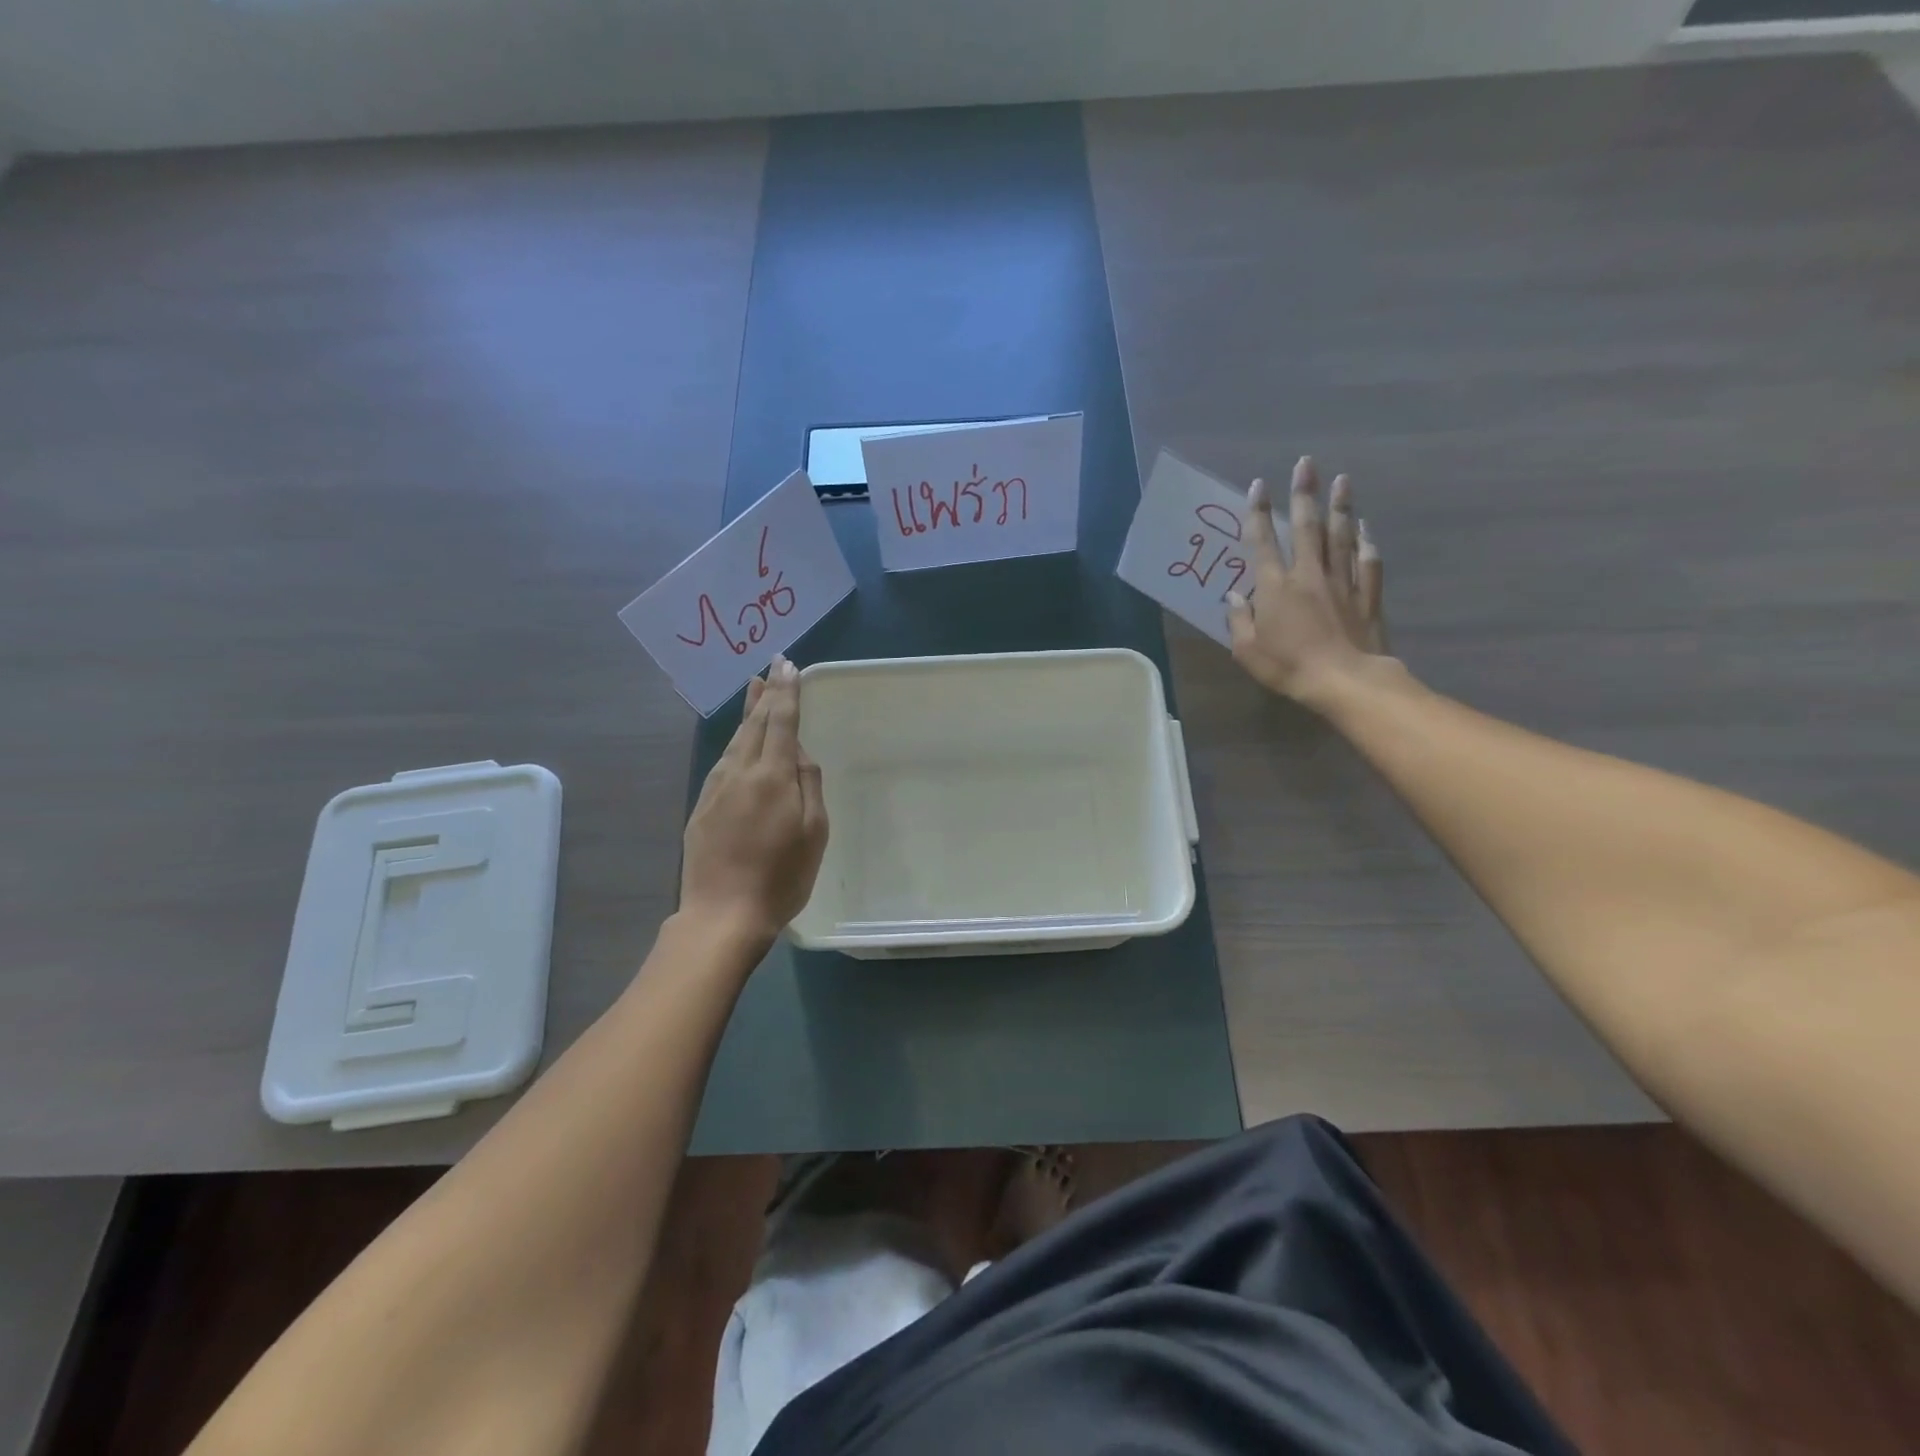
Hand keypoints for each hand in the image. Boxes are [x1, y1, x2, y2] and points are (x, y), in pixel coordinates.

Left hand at [679, 657, 828, 944]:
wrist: (722, 914)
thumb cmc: (781, 876)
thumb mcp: (813, 832)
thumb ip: (808, 785)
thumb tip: (799, 753)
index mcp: (772, 775)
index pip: (781, 721)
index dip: (787, 692)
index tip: (788, 665)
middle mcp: (740, 772)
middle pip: (754, 724)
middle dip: (766, 693)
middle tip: (771, 667)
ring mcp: (716, 789)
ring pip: (735, 741)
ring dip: (747, 714)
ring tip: (755, 692)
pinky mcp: (701, 807)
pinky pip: (722, 763)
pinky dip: (734, 743)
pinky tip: (738, 743)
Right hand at [1226, 456, 1388, 706]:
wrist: (1344, 680)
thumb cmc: (1288, 666)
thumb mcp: (1247, 650)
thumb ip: (1238, 619)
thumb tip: (1232, 596)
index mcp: (1275, 587)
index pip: (1263, 542)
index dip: (1259, 513)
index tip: (1258, 485)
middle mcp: (1308, 575)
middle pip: (1307, 527)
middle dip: (1305, 493)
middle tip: (1307, 464)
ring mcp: (1341, 582)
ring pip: (1341, 537)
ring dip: (1340, 507)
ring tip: (1342, 480)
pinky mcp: (1366, 595)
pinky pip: (1367, 562)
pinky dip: (1366, 542)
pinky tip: (1366, 528)